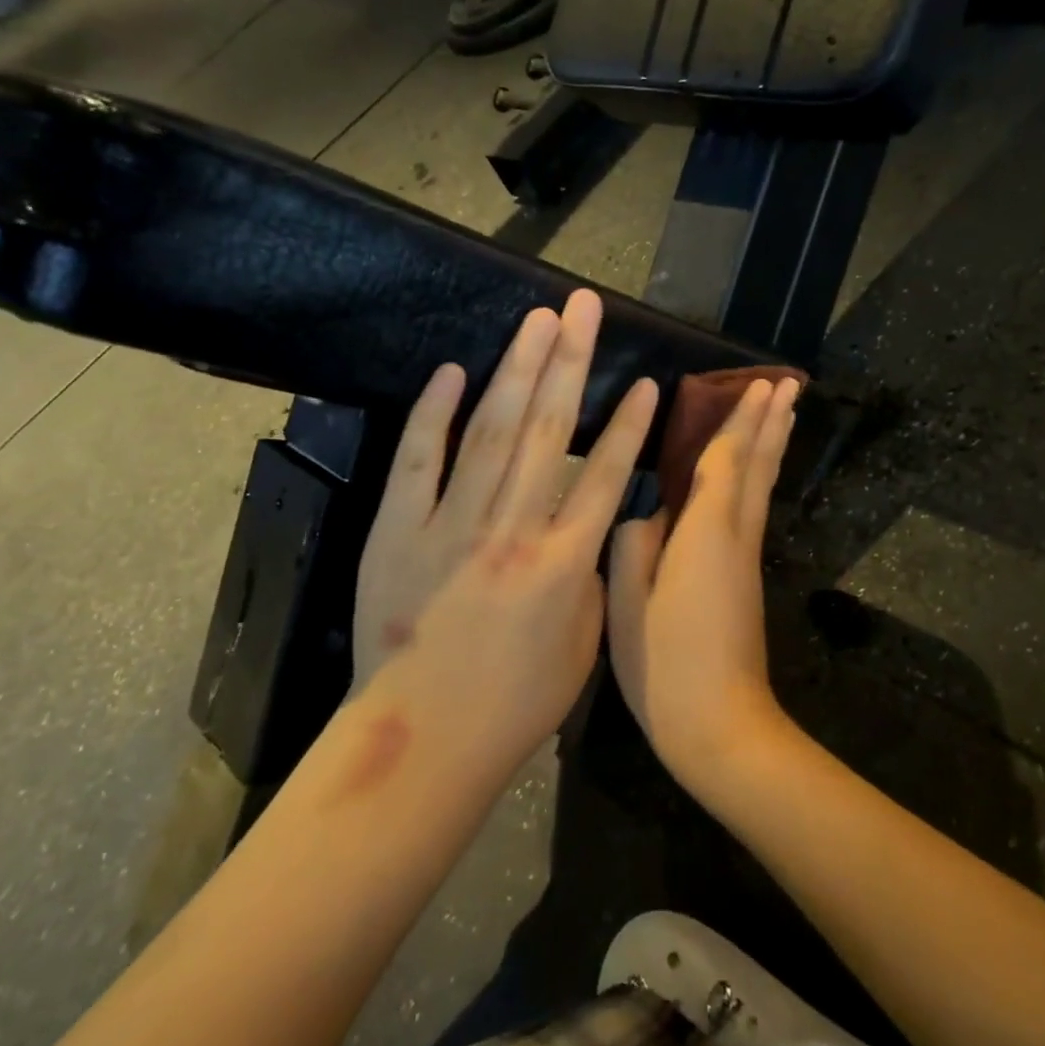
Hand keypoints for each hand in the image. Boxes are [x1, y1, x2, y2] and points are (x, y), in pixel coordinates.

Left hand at [353, 291, 656, 763]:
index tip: (645, 379)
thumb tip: (590, 531)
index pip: (606, 475)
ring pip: (491, 431)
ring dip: (517, 369)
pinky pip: (420, 461)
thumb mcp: (584, 647)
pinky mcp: (399, 530)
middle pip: (549, 429)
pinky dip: (435, 413)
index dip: (629, 424)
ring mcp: (451, 525)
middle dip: (570, 360)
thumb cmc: (515, 704)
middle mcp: (512, 529)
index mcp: (564, 562)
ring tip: (538, 320)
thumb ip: (592, 579)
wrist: (424, 738)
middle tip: (582, 306)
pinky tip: (455, 371)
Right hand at [608, 375, 800, 794]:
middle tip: (788, 384)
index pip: (726, 459)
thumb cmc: (666, 662)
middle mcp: (736, 535)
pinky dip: (759, 478)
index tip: (759, 382)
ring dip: (772, 446)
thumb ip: (634, 544)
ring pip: (762, 487)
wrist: (720, 726)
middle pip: (758, 467)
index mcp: (707, 531)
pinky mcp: (744, 581)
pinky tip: (753, 477)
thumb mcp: (629, 602)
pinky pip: (754, 510)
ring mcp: (745, 559)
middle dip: (771, 422)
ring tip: (785, 413)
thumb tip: (647, 513)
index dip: (739, 418)